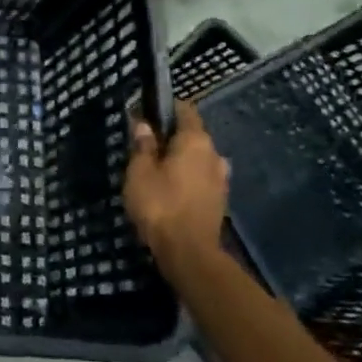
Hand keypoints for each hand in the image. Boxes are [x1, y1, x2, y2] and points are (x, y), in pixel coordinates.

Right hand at [124, 97, 228, 271]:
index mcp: (196, 140)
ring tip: (157, 170)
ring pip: (198, 159)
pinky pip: (201, 178)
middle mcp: (214, 154)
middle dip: (170, 137)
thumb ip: (142, 145)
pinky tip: (171, 190)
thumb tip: (143, 123)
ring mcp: (221, 179)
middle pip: (192, 135)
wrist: (189, 254)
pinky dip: (187, 179)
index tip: (145, 113)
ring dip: (180, 160)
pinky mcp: (219, 201)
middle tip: (145, 146)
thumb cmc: (160, 205)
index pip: (185, 110)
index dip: (165, 108)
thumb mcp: (139, 171)